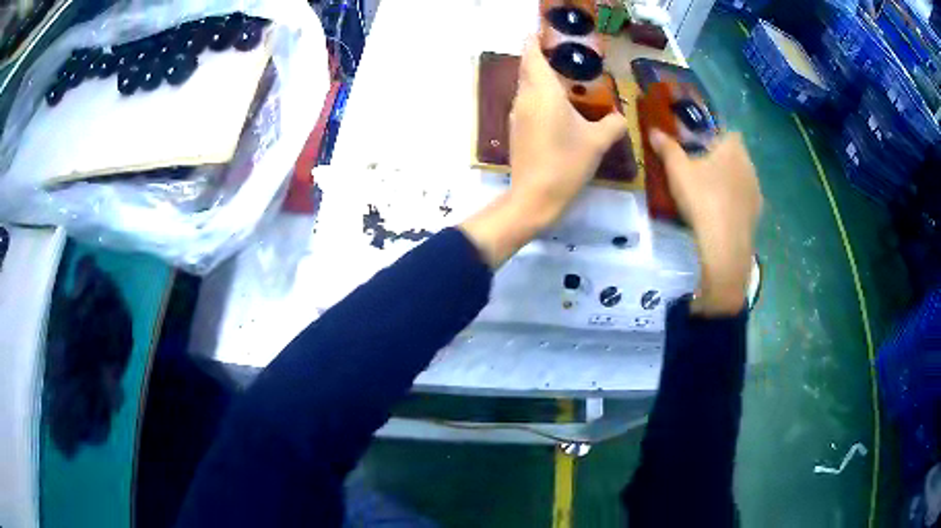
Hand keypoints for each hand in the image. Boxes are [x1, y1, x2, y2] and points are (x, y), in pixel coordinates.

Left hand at [461, 37, 625, 267]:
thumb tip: (620, 116)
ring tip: (563, 75)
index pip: (532, 55)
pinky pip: (527, 101)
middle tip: (561, 52)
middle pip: (527, 67)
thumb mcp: (597, 143)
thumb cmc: (566, 164)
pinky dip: (539, 94)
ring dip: (539, 75)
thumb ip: (613, 124)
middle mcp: (525, 97)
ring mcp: (517, 114)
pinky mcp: (516, 130)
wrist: (534, 198)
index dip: (534, 39)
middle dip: (538, 55)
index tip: (542, 30)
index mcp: (542, 92)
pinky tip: (557, 104)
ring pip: (526, 85)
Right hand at [650, 130, 761, 315]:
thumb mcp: (677, 170)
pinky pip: (743, 199)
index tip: (698, 147)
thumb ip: (667, 148)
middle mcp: (749, 164)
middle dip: (720, 159)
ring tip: (709, 194)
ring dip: (728, 181)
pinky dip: (734, 202)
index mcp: (732, 148)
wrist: (724, 244)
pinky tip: (719, 213)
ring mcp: (756, 189)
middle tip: (699, 170)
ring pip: (740, 177)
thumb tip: (654, 131)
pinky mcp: (757, 213)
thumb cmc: (702, 198)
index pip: (727, 132)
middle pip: (734, 155)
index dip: (713, 137)